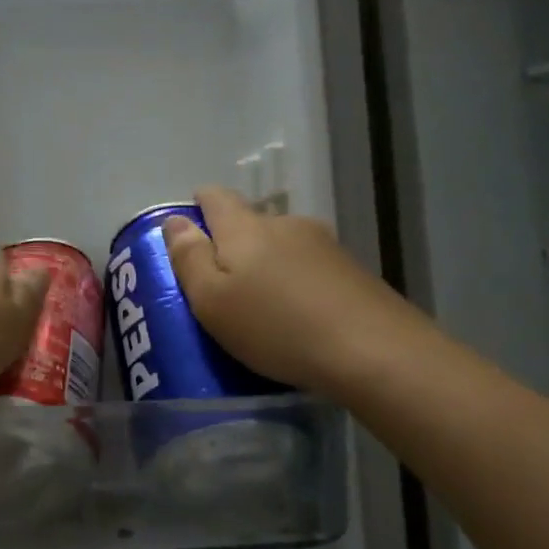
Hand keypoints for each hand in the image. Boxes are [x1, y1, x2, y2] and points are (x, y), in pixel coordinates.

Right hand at [161, 186, 424, 394]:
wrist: (374, 352)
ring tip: (259, 306)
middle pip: (249, 222)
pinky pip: (308, 268)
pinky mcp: (352, 271)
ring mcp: (325, 245)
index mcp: (245, 228)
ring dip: (265, 266)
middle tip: (218, 285)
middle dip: (230, 245)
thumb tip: (175, 220)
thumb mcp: (212, 300)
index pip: (215, 196)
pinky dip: (294, 283)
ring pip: (281, 246)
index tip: (187, 231)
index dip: (197, 205)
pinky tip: (296, 315)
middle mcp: (286, 224)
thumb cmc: (275, 327)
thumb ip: (189, 258)